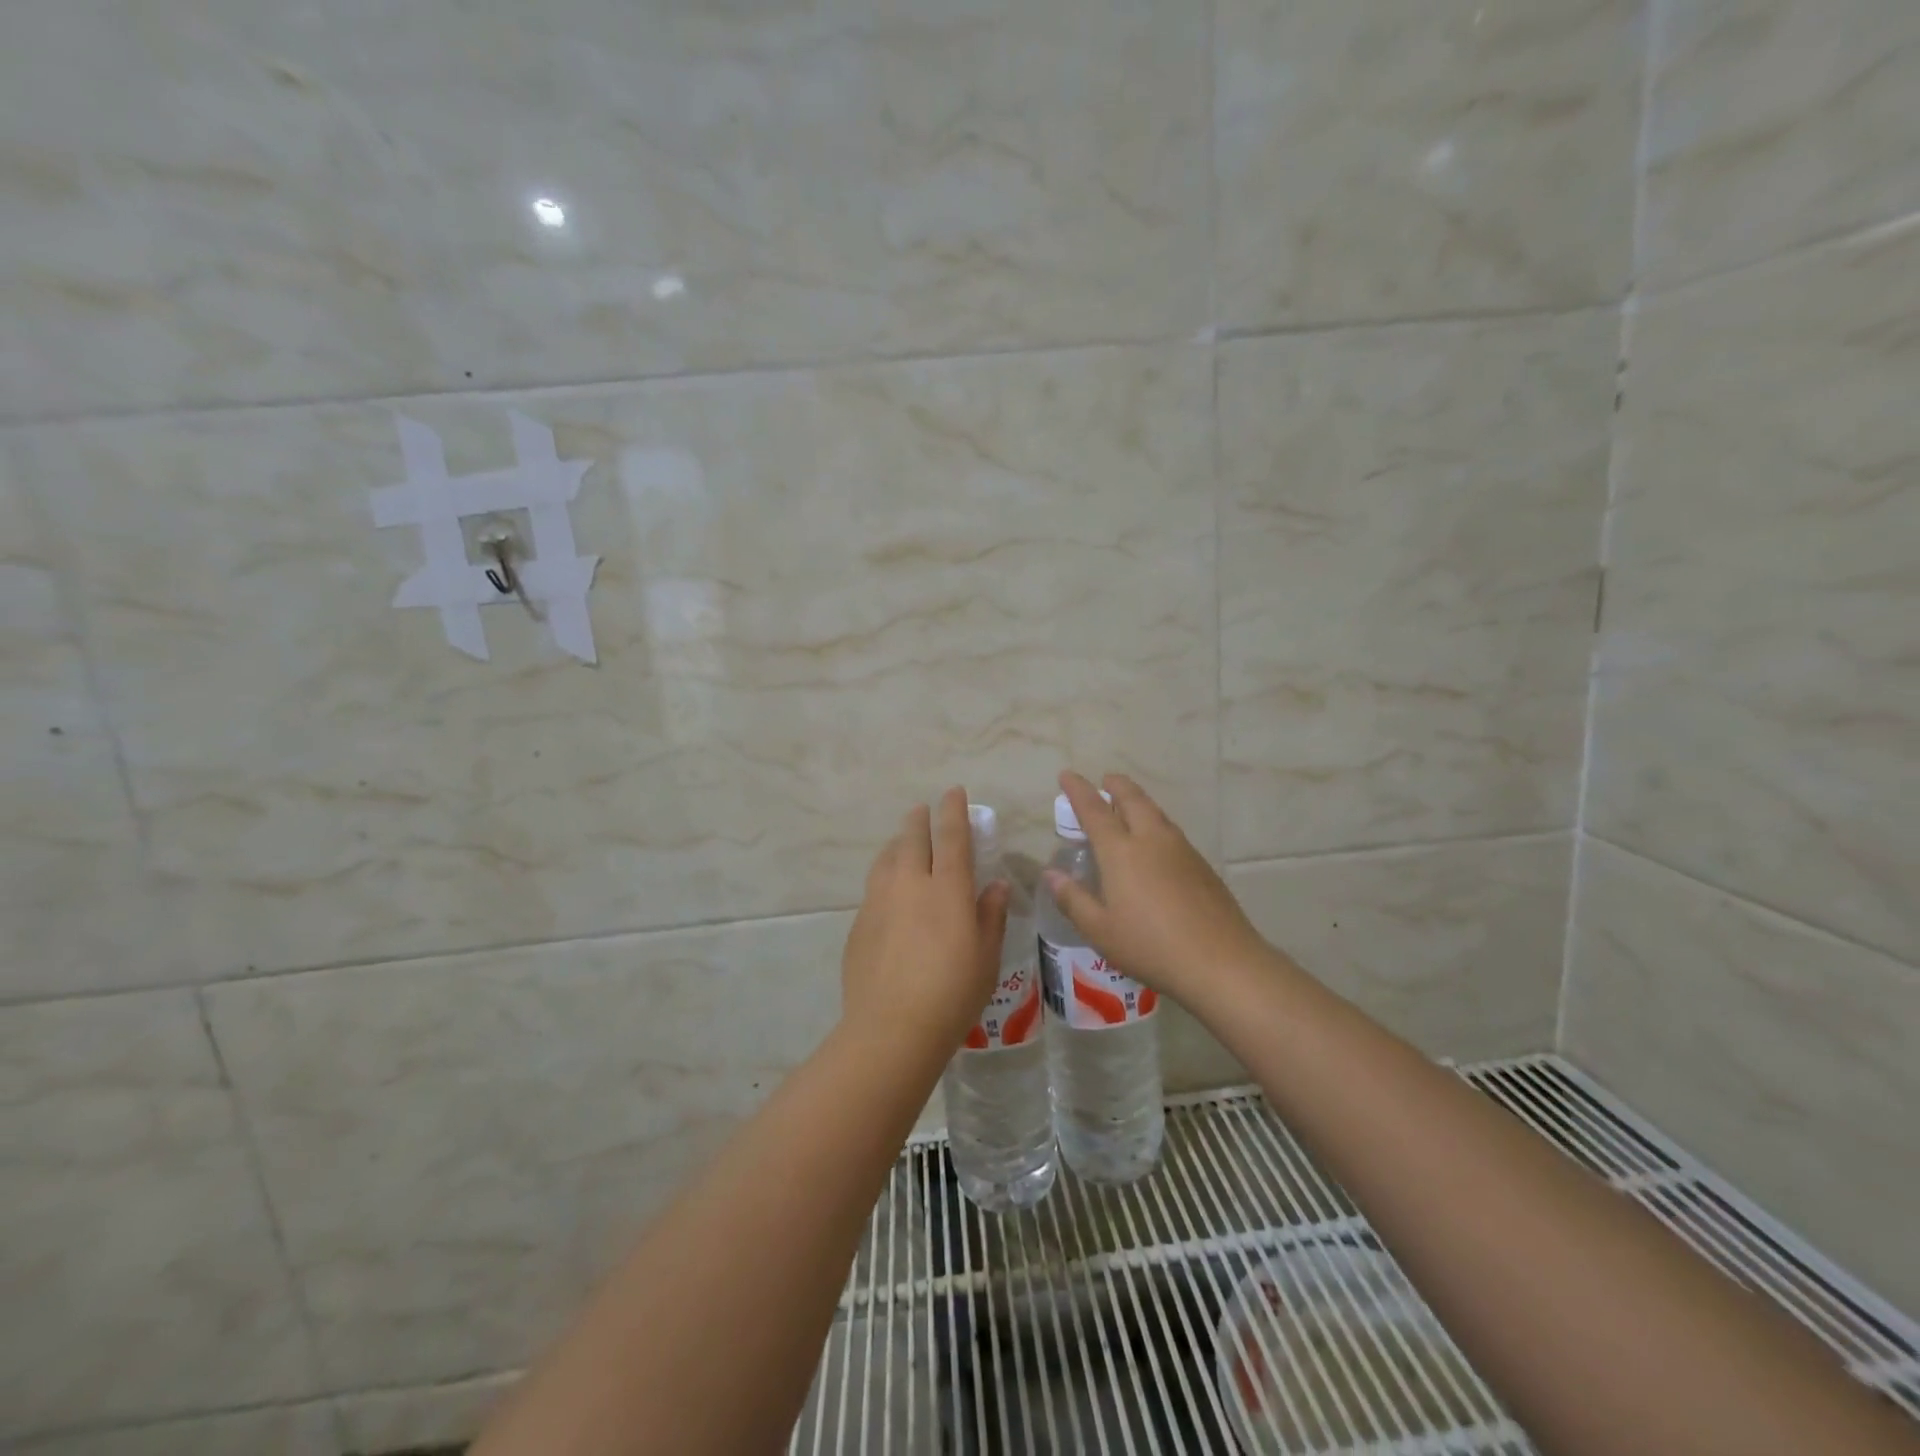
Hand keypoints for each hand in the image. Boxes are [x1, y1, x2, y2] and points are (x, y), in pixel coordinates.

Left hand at [841, 787, 1011, 1047]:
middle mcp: (910, 884)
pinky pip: (874, 886)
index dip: (953, 811)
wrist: (892, 1028)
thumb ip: (990, 915)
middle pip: (913, 838)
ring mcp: (879, 901)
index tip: (953, 792)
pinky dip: (885, 875)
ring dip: (898, 844)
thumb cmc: (952, 994)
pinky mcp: (859, 922)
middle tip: (923, 811)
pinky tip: (889, 892)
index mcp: (948, 889)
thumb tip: (996, 886)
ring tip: (903, 843)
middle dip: (920, 819)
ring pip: (887, 857)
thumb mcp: (986, 957)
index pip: (951, 836)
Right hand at [1044, 770, 1271, 1001]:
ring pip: (1155, 812)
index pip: (1094, 810)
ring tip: (1127, 805)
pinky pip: (1171, 831)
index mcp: (1121, 851)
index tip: (1067, 775)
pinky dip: (1155, 823)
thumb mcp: (1100, 930)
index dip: (1078, 790)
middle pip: (1132, 799)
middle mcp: (1151, 839)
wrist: (1221, 962)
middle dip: (1115, 786)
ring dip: (1138, 801)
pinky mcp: (1201, 865)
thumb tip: (1052, 874)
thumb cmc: (1150, 946)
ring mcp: (1181, 849)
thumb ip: (1073, 899)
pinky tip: (1155, 843)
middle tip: (1104, 781)